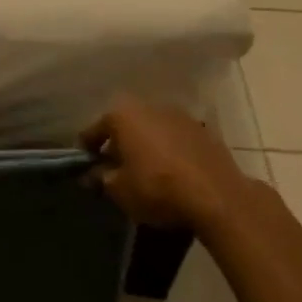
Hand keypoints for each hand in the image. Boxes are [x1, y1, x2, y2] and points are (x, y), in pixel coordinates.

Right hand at [81, 95, 256, 230]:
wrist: (217, 196)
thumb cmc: (157, 188)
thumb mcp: (119, 189)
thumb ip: (101, 178)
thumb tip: (92, 175)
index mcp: (123, 115)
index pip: (94, 130)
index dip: (86, 149)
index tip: (84, 166)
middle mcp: (150, 106)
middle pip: (125, 125)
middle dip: (118, 144)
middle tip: (113, 168)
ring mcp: (180, 115)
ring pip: (152, 129)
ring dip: (145, 145)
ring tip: (143, 170)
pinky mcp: (204, 130)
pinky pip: (175, 139)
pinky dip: (168, 150)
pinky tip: (169, 171)